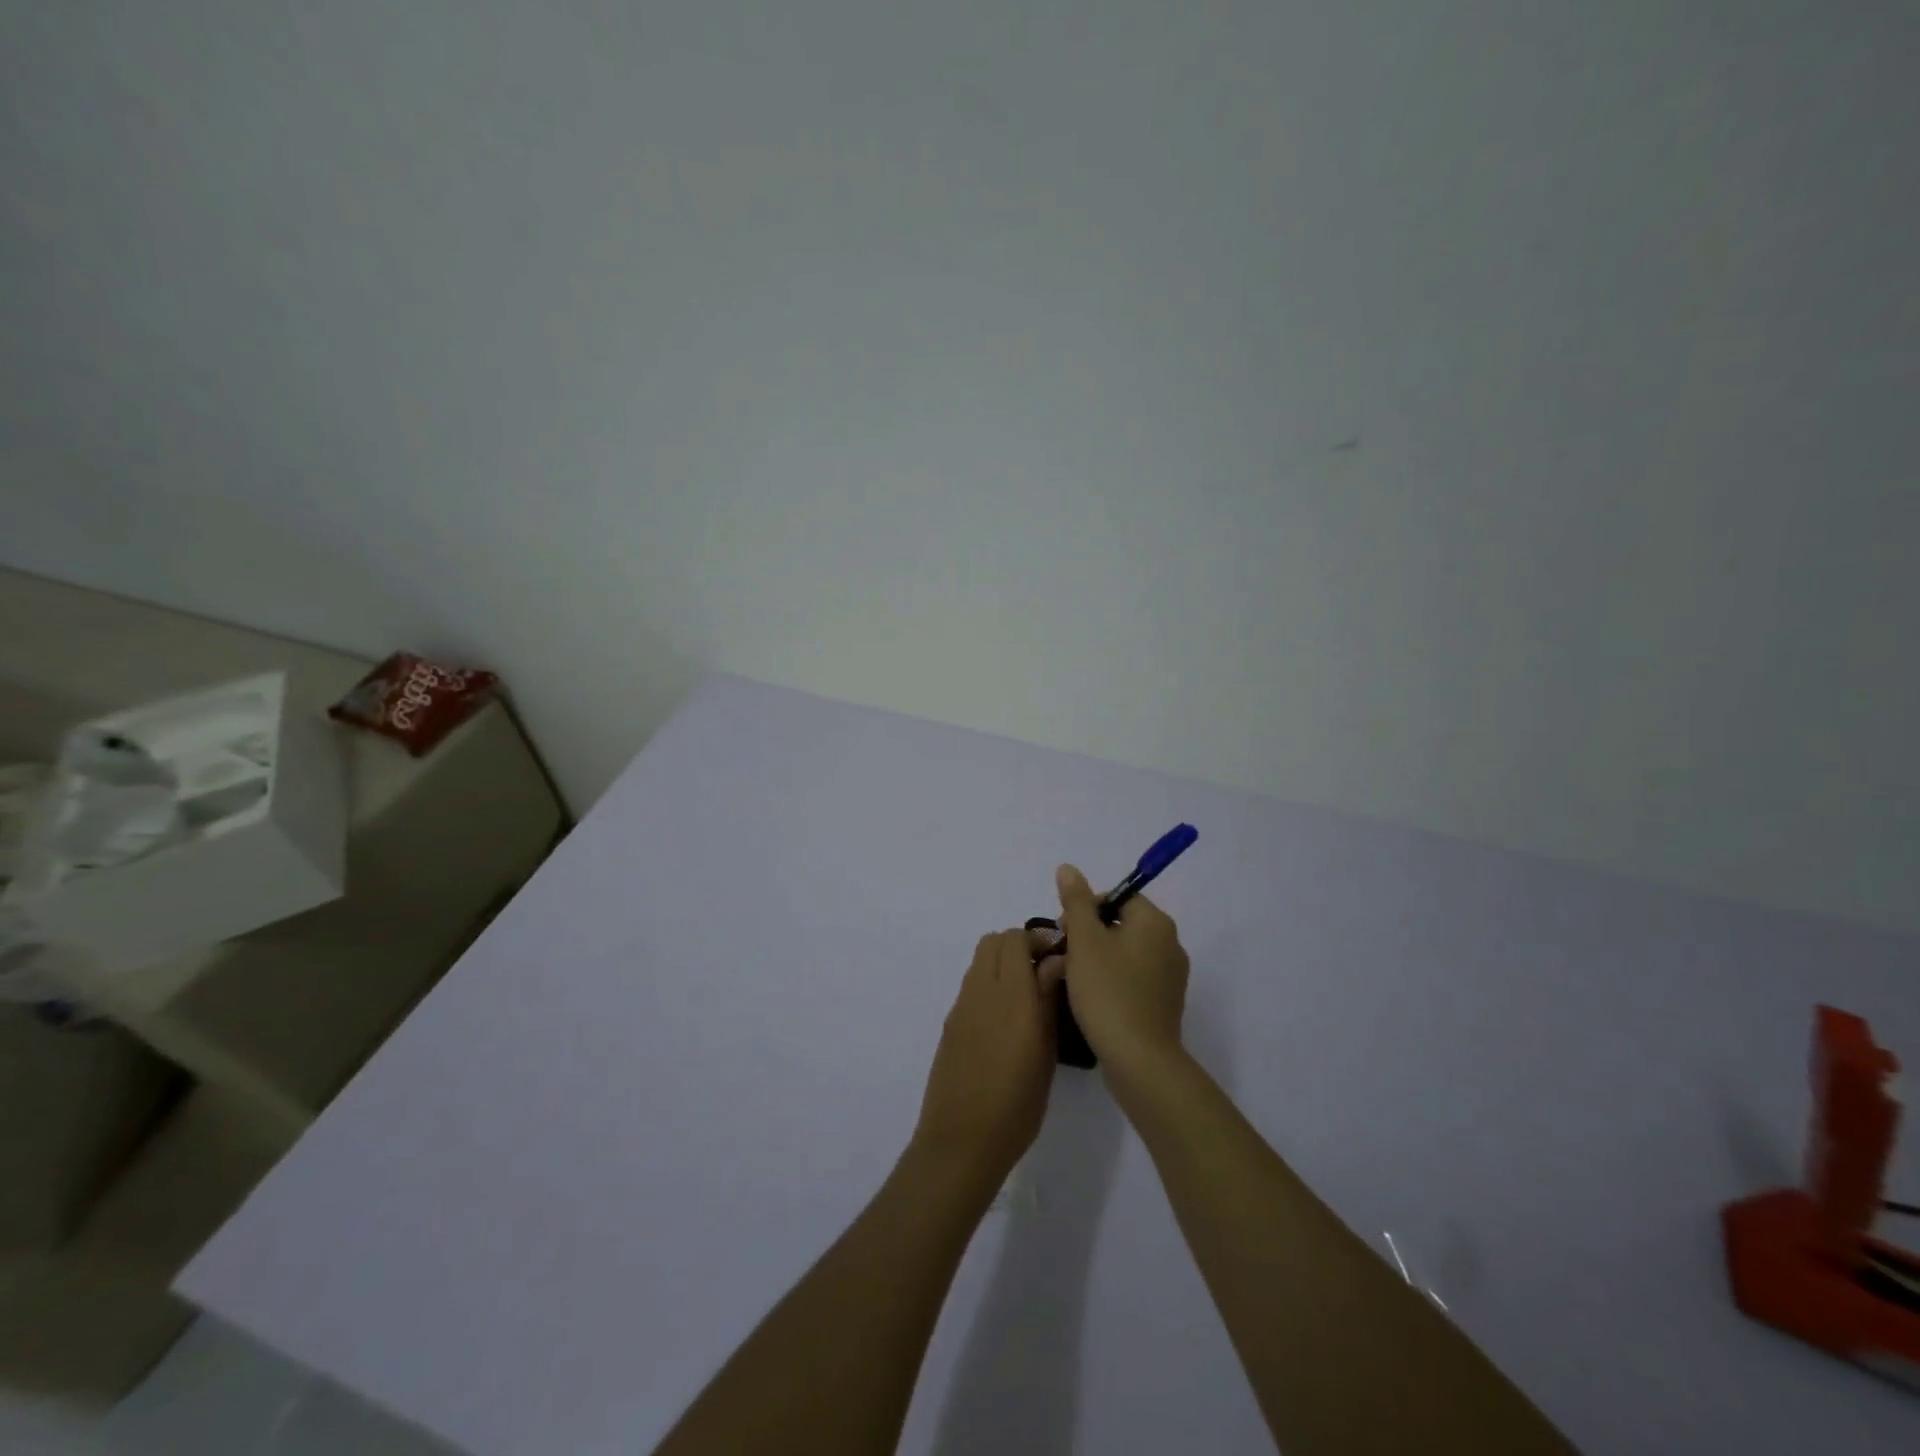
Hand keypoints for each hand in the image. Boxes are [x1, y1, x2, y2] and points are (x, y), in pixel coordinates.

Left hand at [912, 929, 1059, 1189]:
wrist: (962, 1140)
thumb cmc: (1017, 1103)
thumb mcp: (1046, 1052)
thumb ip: (1048, 999)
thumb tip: (1056, 962)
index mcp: (1011, 994)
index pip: (1015, 938)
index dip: (1038, 939)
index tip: (1058, 958)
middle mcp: (981, 990)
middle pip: (993, 941)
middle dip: (1018, 946)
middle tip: (1042, 972)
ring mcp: (961, 1006)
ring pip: (980, 961)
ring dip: (1002, 965)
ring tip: (1025, 997)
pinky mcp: (950, 1023)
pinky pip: (971, 986)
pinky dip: (989, 986)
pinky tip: (1004, 1021)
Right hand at [1053, 863, 1189, 1075]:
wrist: (1139, 1060)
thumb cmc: (1108, 992)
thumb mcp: (1084, 941)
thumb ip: (1075, 901)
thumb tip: (1068, 868)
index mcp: (1155, 922)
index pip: (1117, 897)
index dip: (1086, 909)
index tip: (1064, 932)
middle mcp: (1170, 944)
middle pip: (1121, 924)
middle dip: (1088, 935)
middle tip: (1063, 956)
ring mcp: (1171, 976)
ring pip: (1125, 953)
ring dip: (1097, 959)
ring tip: (1071, 979)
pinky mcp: (1164, 1003)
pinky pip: (1133, 978)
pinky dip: (1112, 981)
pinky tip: (1091, 999)